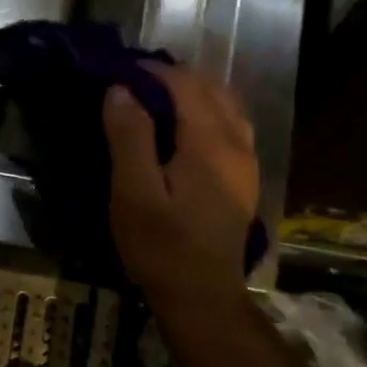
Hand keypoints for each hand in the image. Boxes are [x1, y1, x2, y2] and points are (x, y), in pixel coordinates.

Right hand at [102, 63, 260, 305]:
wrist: (202, 296)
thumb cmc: (161, 245)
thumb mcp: (134, 192)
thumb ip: (129, 137)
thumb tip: (120, 90)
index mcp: (210, 143)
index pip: (186, 85)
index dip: (153, 71)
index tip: (120, 69)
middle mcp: (236, 145)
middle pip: (212, 90)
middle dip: (174, 78)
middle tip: (134, 83)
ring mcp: (246, 163)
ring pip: (227, 107)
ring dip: (194, 94)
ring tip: (157, 100)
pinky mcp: (244, 180)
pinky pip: (231, 127)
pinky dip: (207, 113)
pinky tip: (183, 130)